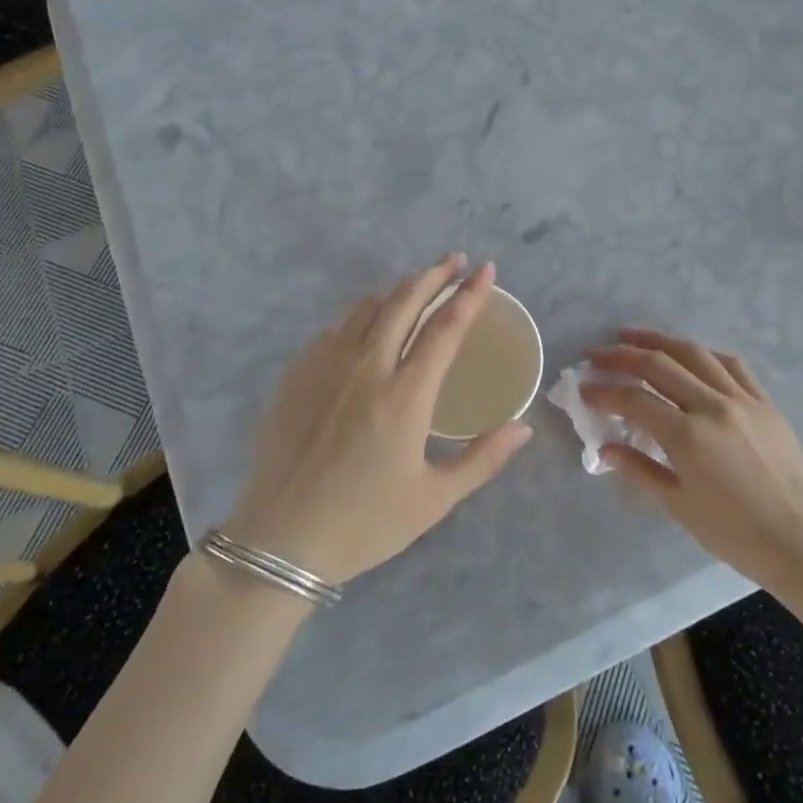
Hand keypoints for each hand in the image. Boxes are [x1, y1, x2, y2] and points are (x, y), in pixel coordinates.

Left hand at [223, 256, 532, 584]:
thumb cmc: (364, 524)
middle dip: (433, 275)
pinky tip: (365, 324)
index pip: (445, 327)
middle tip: (454, 261)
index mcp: (405, 395)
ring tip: (416, 286)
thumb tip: (523, 427)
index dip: (470, 295)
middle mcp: (365, 368)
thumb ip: (482, 458)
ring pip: (365, 309)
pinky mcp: (295, 377)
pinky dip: (359, 315)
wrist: (279, 541)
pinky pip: (334, 330)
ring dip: (396, 290)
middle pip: (403, 302)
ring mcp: (324, 368)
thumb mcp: (433, 500)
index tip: (486, 270)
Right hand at [582, 329, 802, 601]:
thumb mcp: (679, 506)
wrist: (802, 543)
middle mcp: (712, 406)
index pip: (634, 399)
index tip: (584, 389)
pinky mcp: (765, 402)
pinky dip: (702, 353)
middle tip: (596, 354)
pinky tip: (688, 354)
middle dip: (621, 355)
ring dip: (658, 340)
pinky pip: (731, 364)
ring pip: (694, 353)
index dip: (603, 391)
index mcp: (687, 436)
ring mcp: (743, 400)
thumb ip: (640, 470)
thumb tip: (605, 449)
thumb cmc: (734, 534)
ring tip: (631, 337)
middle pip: (659, 365)